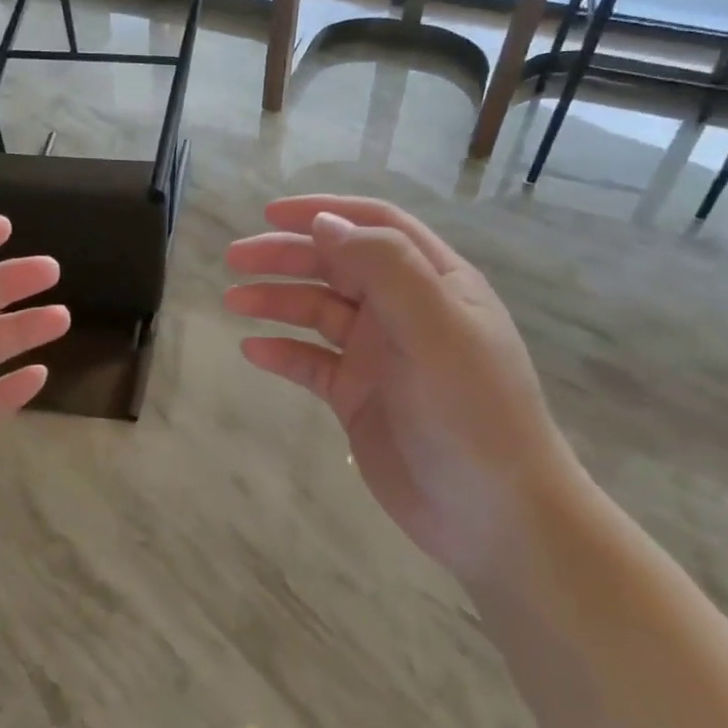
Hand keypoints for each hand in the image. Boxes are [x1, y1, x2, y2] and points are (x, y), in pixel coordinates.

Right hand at [225, 195, 578, 578]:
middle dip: (287, 256)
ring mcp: (380, 356)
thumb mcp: (436, 328)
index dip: (324, 212)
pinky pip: (312, 363)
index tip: (271, 212)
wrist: (493, 516)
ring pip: (319, 313)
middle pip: (338, 266)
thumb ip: (384, 268)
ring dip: (277, 301)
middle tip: (235, 258)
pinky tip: (253, 351)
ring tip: (233, 300)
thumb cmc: (473, 413)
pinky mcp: (359, 397)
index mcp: (435, 282)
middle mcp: (406, 311)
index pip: (375, 226)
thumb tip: (325, 223)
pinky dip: (283, 353)